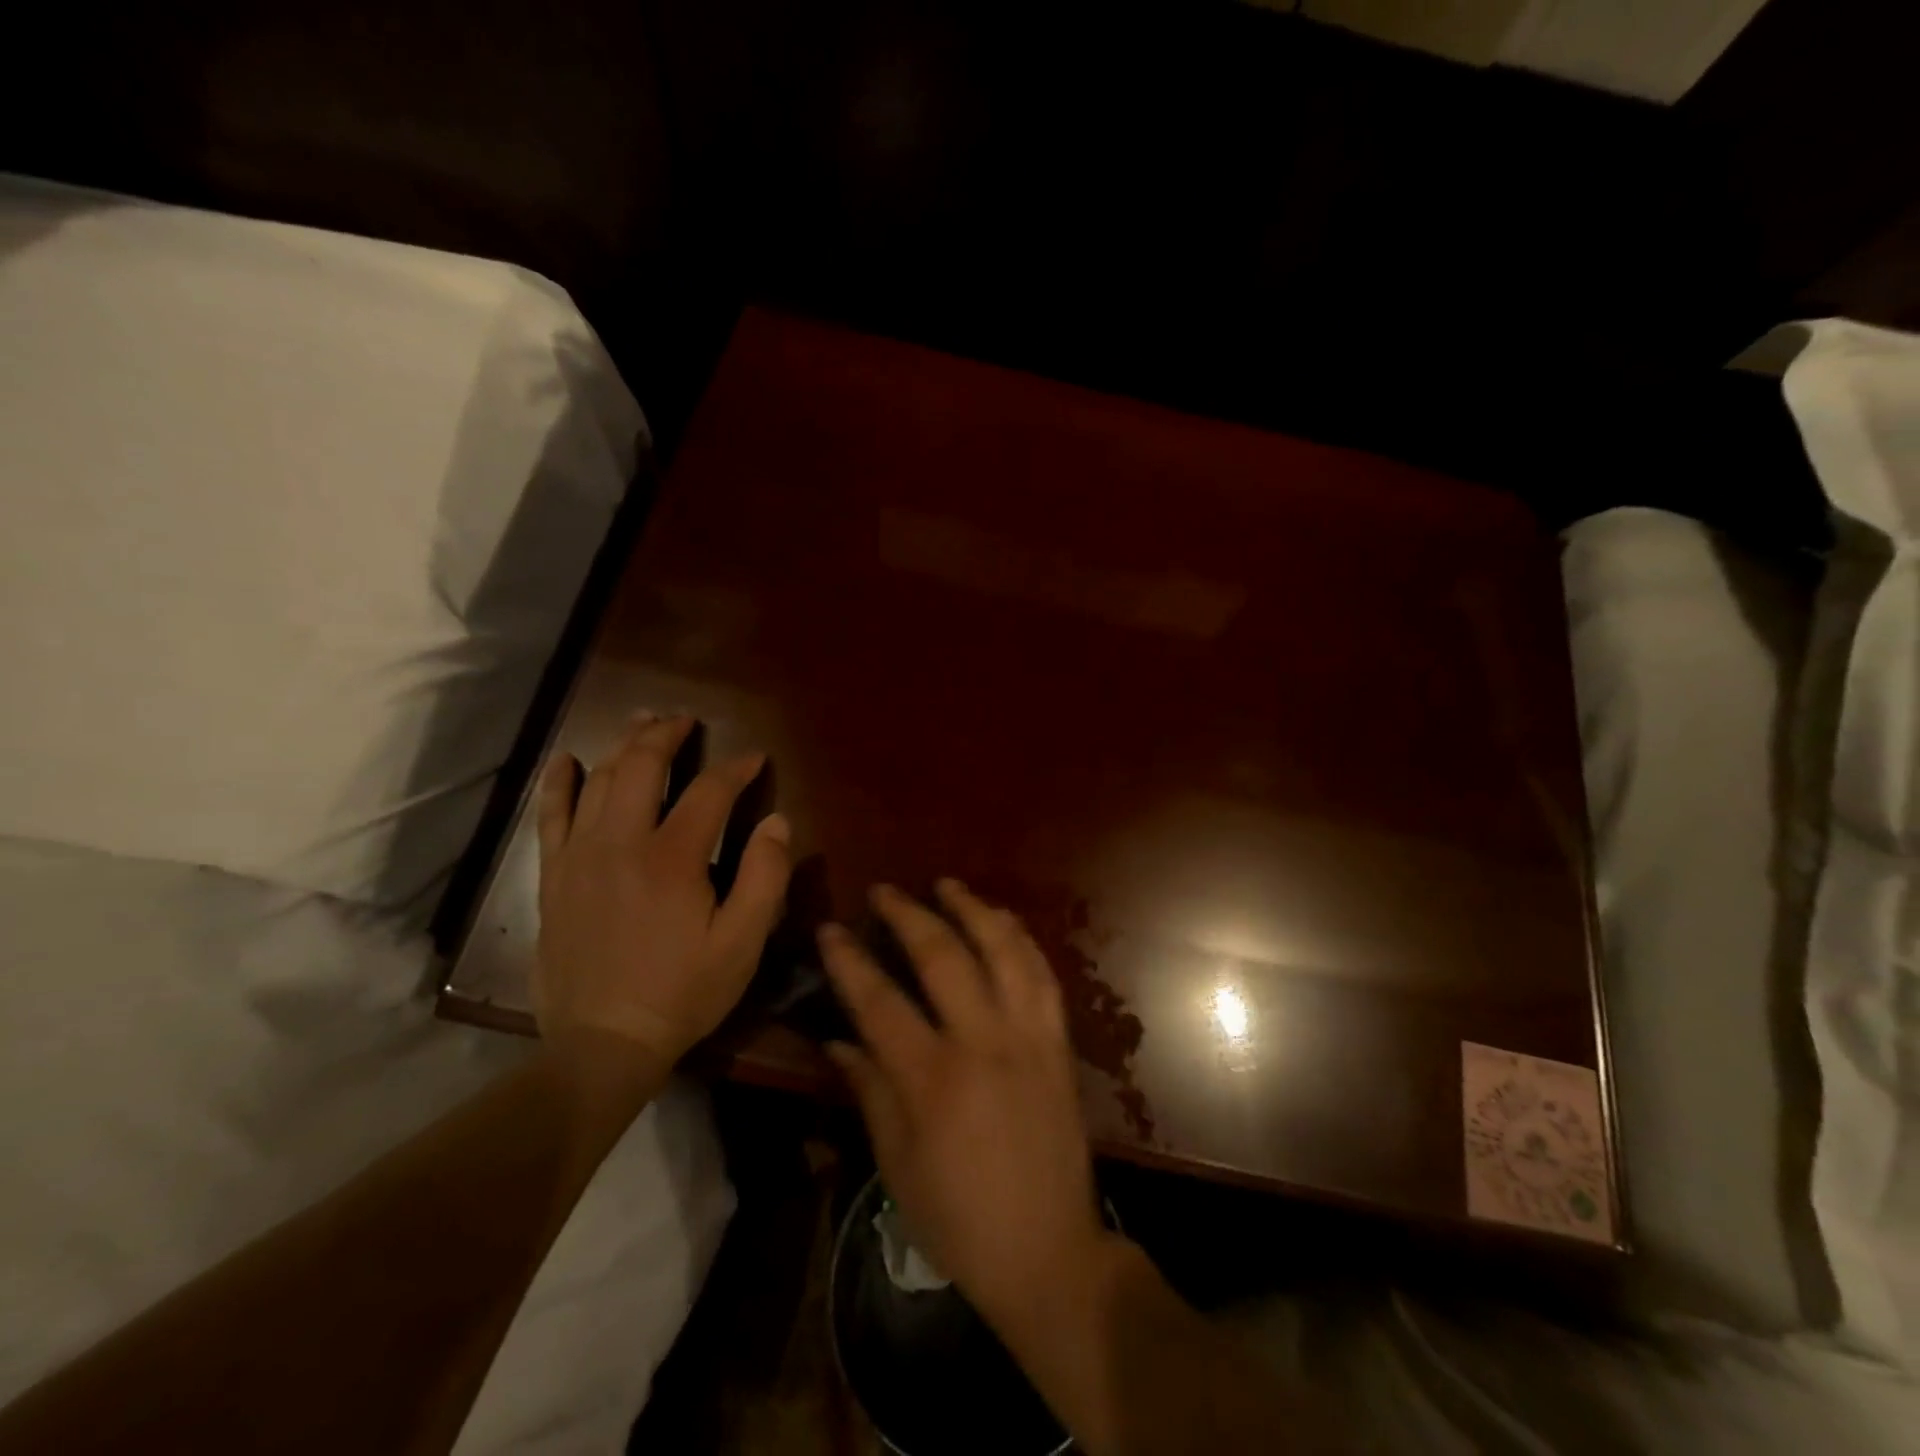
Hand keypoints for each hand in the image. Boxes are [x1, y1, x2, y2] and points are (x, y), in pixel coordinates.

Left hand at [534, 713, 791, 1078]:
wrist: (603, 1043)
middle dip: (668, 735)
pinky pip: (551, 815)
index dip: (736, 768)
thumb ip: (765, 876)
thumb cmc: (684, 992)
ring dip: (624, 745)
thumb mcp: (743, 942)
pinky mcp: (554, 875)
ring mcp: (580, 856)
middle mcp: (622, 843)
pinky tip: (566, 759)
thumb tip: (778, 821)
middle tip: (687, 721)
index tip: (755, 757)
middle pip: (643, 767)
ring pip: (599, 780)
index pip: (710, 791)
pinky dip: (559, 781)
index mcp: (674, 858)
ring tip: (642, 723)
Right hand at [820, 881, 1109, 1328]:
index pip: (879, 1001)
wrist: (1049, 1252)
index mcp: (933, 1080)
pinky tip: (1003, 922)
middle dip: (908, 914)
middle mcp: (984, 1043)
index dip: (849, 960)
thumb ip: (869, 1090)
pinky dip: (1020, 939)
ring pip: (1003, 950)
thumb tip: (838, 1036)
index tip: (830, 928)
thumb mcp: (897, 1165)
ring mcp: (1029, 1037)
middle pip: (943, 956)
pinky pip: (1042, 974)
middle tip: (884, 891)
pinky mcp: (1059, 1042)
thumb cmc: (959, 1219)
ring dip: (973, 909)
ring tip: (947, 885)